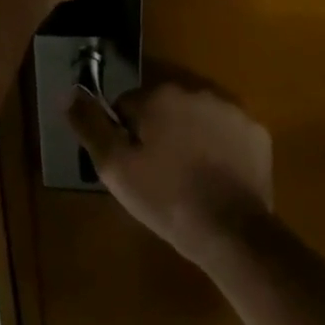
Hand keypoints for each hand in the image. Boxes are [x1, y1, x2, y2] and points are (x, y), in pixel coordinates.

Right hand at [67, 82, 273, 269]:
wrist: (233, 234)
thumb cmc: (167, 199)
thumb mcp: (115, 168)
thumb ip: (90, 126)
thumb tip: (68, 92)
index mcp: (159, 95)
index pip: (128, 105)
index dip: (126, 136)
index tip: (135, 166)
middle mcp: (195, 90)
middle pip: (163, 107)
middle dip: (159, 132)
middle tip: (162, 175)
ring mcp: (230, 109)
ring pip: (196, 117)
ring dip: (190, 136)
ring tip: (191, 178)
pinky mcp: (256, 132)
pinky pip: (227, 132)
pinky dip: (221, 147)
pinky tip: (218, 177)